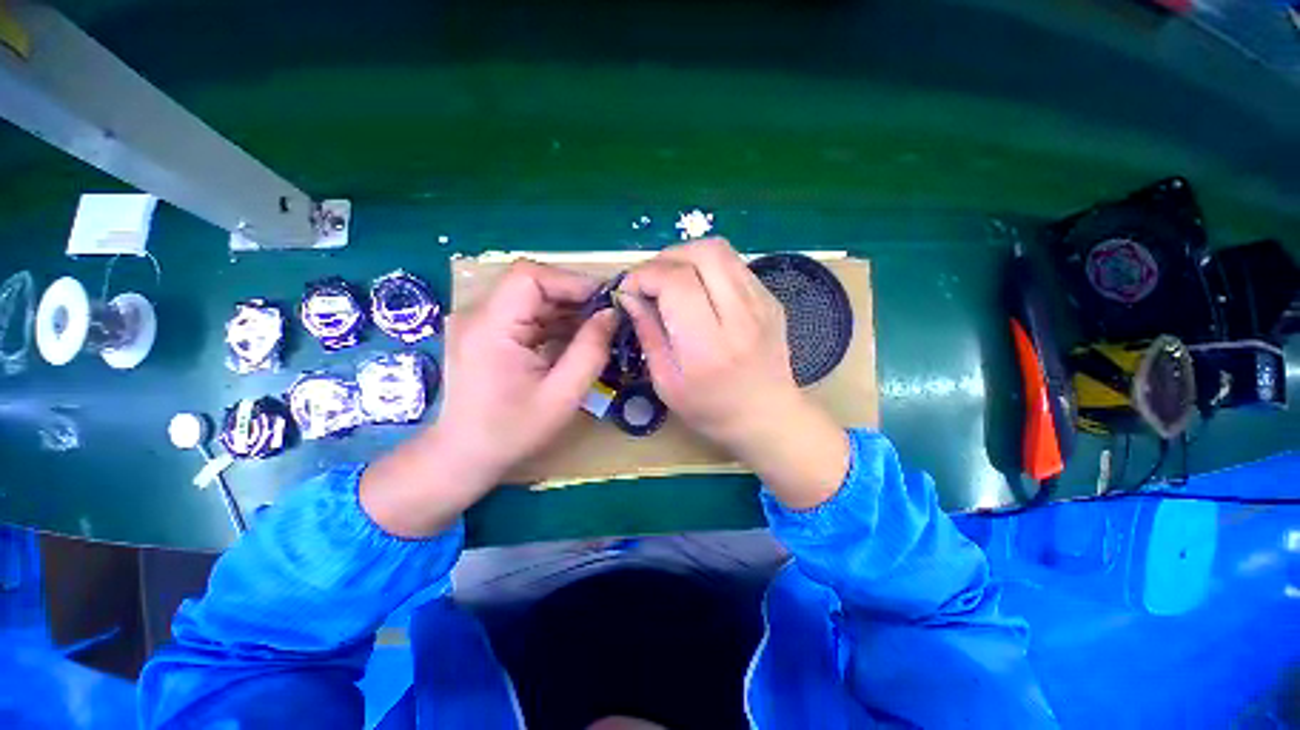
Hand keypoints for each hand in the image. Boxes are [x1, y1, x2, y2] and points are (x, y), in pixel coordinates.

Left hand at [361, 261, 615, 536]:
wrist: (463, 456)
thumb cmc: (512, 431)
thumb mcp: (563, 395)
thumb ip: (591, 351)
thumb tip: (611, 315)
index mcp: (491, 328)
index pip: (529, 277)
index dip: (571, 281)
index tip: (605, 300)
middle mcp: (478, 315)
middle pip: (531, 284)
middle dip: (573, 296)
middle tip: (607, 316)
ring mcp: (479, 323)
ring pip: (530, 298)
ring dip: (566, 309)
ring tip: (596, 328)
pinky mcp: (485, 333)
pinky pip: (524, 315)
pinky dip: (553, 322)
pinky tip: (574, 338)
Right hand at [619, 239, 849, 508]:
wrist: (767, 416)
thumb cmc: (711, 410)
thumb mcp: (666, 383)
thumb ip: (647, 334)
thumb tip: (629, 297)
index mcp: (709, 345)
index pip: (676, 282)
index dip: (644, 275)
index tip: (628, 289)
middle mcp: (741, 315)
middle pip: (703, 252)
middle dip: (665, 257)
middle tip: (650, 280)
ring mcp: (762, 302)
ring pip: (720, 250)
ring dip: (686, 257)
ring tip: (670, 280)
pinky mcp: (770, 298)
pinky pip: (734, 264)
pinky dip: (707, 267)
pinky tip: (699, 290)